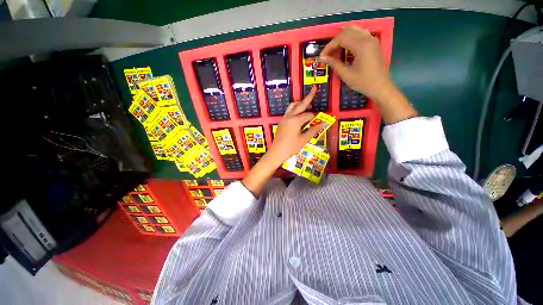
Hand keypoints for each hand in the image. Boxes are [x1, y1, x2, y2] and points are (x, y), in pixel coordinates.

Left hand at [265, 86, 325, 166]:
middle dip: (308, 97)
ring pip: (292, 106)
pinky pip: (289, 112)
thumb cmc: (291, 147)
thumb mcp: (304, 139)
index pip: (308, 115)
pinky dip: (295, 109)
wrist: (277, 152)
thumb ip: (313, 130)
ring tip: (307, 104)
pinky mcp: (282, 122)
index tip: (319, 121)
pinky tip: (299, 115)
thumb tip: (323, 124)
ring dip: (300, 103)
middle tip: (314, 88)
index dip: (315, 117)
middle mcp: (289, 117)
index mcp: (295, 120)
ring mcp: (284, 119)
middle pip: (300, 104)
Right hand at [319, 25, 392, 99]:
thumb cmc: (363, 82)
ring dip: (342, 37)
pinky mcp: (373, 43)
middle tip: (327, 53)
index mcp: (361, 45)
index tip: (322, 56)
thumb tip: (323, 58)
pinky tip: (345, 44)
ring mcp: (372, 39)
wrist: (380, 86)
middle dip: (335, 41)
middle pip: (347, 32)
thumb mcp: (346, 75)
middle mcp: (367, 38)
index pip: (341, 38)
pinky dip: (351, 36)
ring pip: (354, 30)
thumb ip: (334, 64)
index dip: (330, 46)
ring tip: (334, 48)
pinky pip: (360, 33)